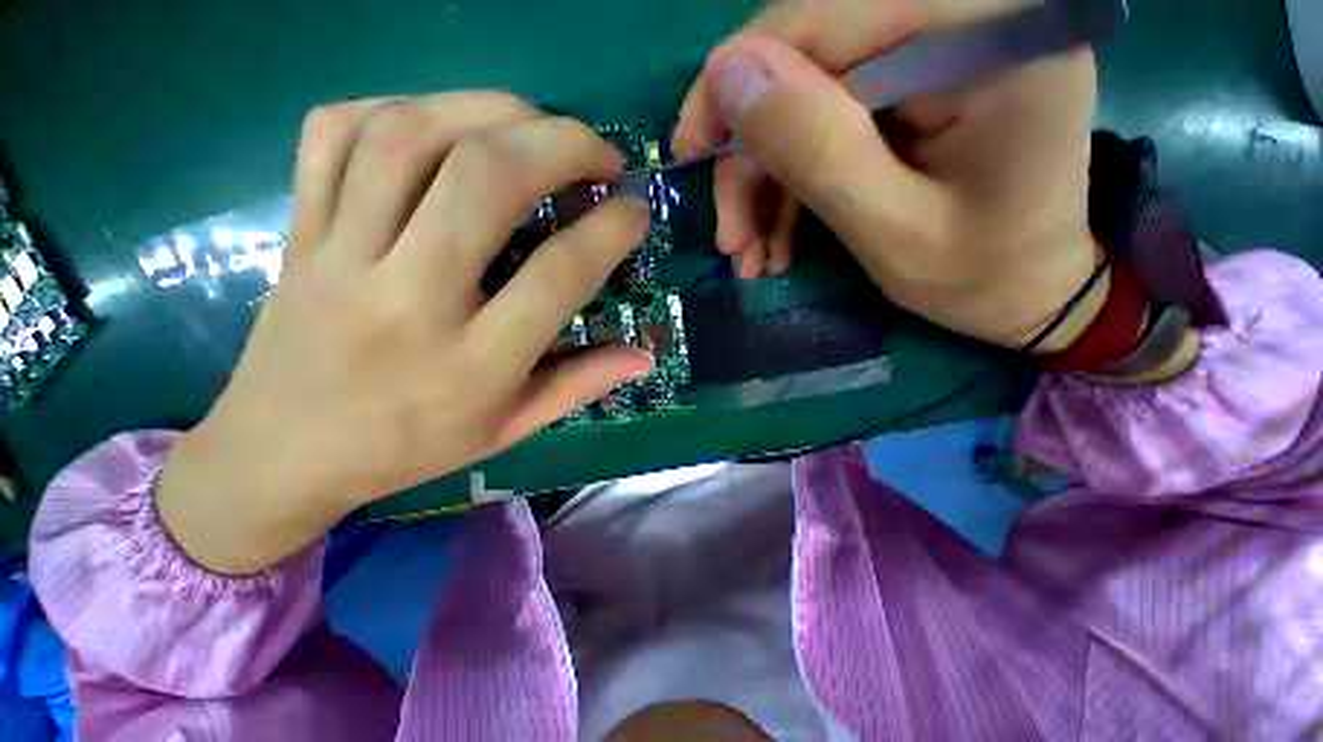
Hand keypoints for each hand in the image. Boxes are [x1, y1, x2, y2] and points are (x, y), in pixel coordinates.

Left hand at [159, 93, 652, 574]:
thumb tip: (645, 356)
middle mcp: (407, 298)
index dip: (609, 231)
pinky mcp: (299, 229)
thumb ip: (582, 384)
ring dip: (491, 111)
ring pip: (411, 136)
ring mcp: (340, 254)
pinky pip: (336, 132)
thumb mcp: (511, 427)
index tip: (635, 211)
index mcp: (472, 363)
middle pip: (485, 180)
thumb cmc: (411, 447)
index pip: (558, 275)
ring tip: (535, 127)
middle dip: (560, 144)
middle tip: (600, 153)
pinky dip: (401, 107)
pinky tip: (444, 126)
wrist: (282, 453)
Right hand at [673, 0, 1103, 348]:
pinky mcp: (914, 92)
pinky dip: (790, 187)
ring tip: (751, 255)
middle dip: (751, 161)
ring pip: (805, 102)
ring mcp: (936, 55)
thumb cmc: (981, 277)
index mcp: (984, 32)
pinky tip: (776, 241)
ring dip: (765, 185)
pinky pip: (825, 126)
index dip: (737, 83)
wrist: (1031, 292)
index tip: (688, 153)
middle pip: (806, 64)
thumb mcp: (892, 230)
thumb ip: (816, 150)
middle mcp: (963, 19)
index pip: (822, 20)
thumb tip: (730, 76)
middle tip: (730, 239)